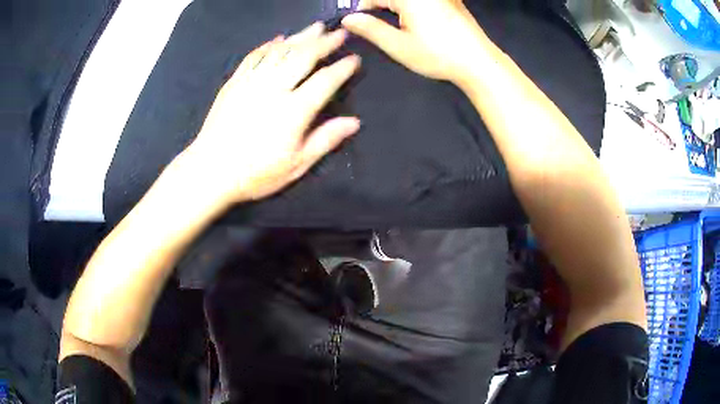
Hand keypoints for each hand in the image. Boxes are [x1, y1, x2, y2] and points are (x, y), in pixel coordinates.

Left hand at [179, 22, 360, 206]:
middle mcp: (274, 88)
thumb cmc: (256, 173)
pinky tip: (278, 38)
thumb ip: (325, 140)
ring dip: (301, 37)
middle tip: (339, 32)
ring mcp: (252, 82)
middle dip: (325, 42)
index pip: (325, 81)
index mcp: (294, 110)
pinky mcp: (234, 82)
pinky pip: (254, 56)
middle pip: (304, 56)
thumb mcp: (296, 165)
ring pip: (280, 51)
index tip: (354, 59)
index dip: (342, 68)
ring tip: (316, 27)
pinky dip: (268, 45)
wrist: (210, 171)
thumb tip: (354, 122)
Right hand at [342, 0, 486, 84]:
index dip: (361, 9)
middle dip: (379, 7)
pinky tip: (416, 22)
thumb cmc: (438, 55)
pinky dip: (411, 8)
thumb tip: (348, 19)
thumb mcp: (398, 45)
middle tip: (374, 25)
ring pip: (405, 0)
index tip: (357, 24)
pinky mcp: (450, 0)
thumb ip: (370, 29)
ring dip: (394, 8)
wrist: (479, 62)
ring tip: (399, 27)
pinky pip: (422, 1)